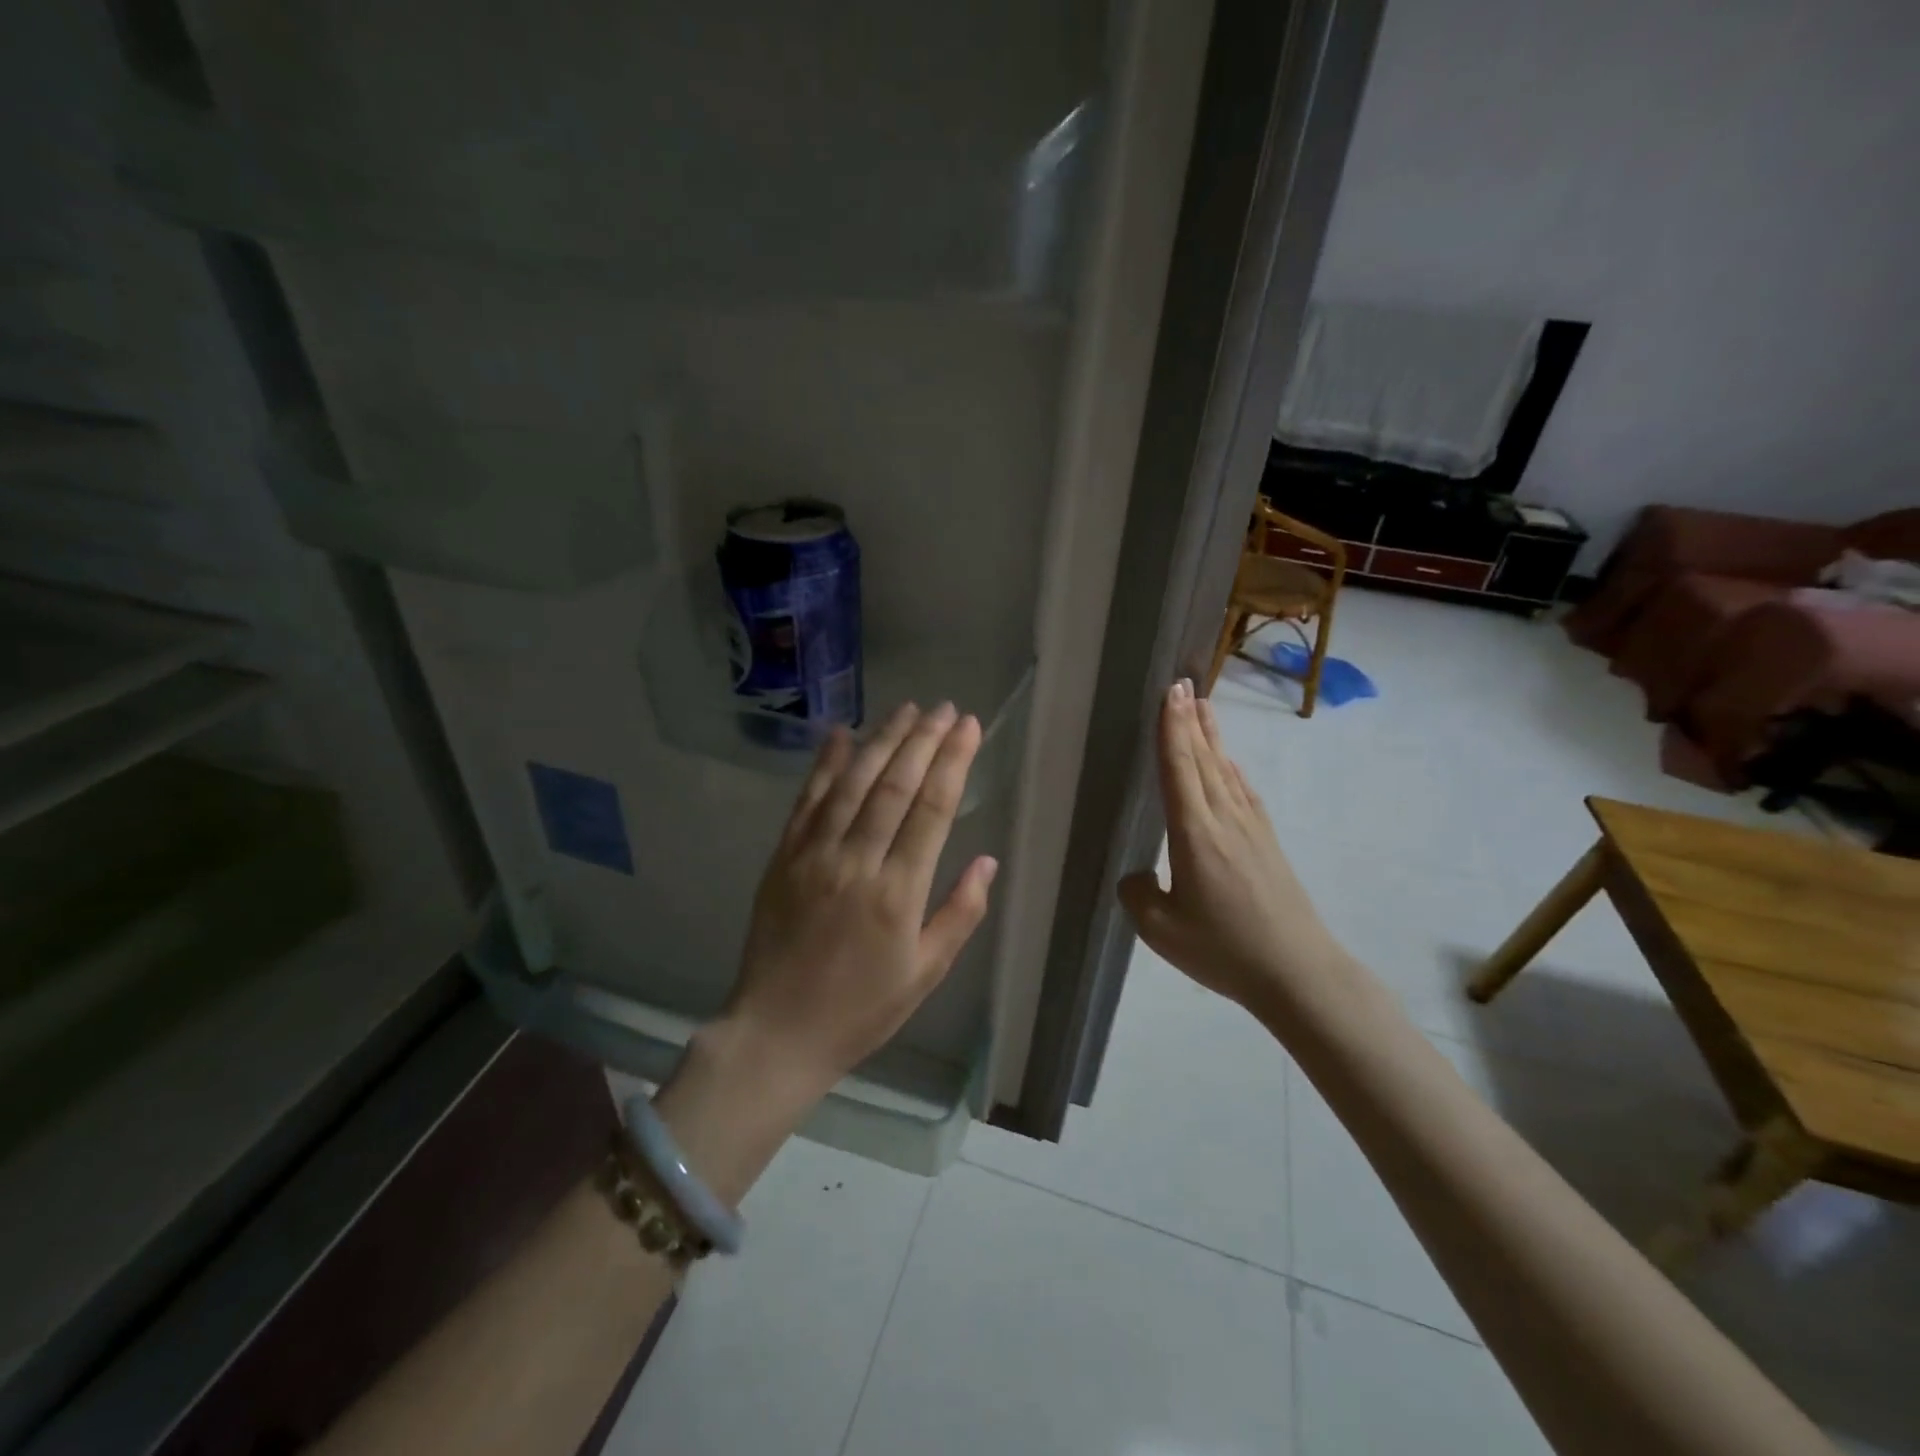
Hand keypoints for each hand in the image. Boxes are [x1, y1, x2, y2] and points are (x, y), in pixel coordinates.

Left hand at [656, 702, 997, 1203]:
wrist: (777, 1032)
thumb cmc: (861, 1009)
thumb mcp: (925, 973)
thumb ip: (960, 914)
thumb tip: (986, 861)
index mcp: (898, 894)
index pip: (932, 810)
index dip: (952, 762)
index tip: (969, 727)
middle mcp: (856, 862)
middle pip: (894, 785)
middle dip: (923, 740)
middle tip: (945, 708)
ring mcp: (814, 855)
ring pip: (852, 783)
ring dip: (881, 740)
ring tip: (907, 710)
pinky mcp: (784, 857)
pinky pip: (807, 800)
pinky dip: (825, 764)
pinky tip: (841, 733)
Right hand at [1118, 681, 1344, 1017]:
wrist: (1297, 972)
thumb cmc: (1224, 950)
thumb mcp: (1161, 931)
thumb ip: (1138, 895)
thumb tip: (1140, 875)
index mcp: (1195, 833)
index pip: (1179, 768)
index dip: (1172, 728)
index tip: (1170, 692)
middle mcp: (1224, 819)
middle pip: (1203, 759)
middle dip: (1190, 720)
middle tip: (1182, 684)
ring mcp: (1250, 829)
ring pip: (1224, 770)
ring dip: (1211, 736)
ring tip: (1202, 707)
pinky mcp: (1266, 843)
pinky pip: (1242, 791)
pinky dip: (1231, 768)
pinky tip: (1228, 763)